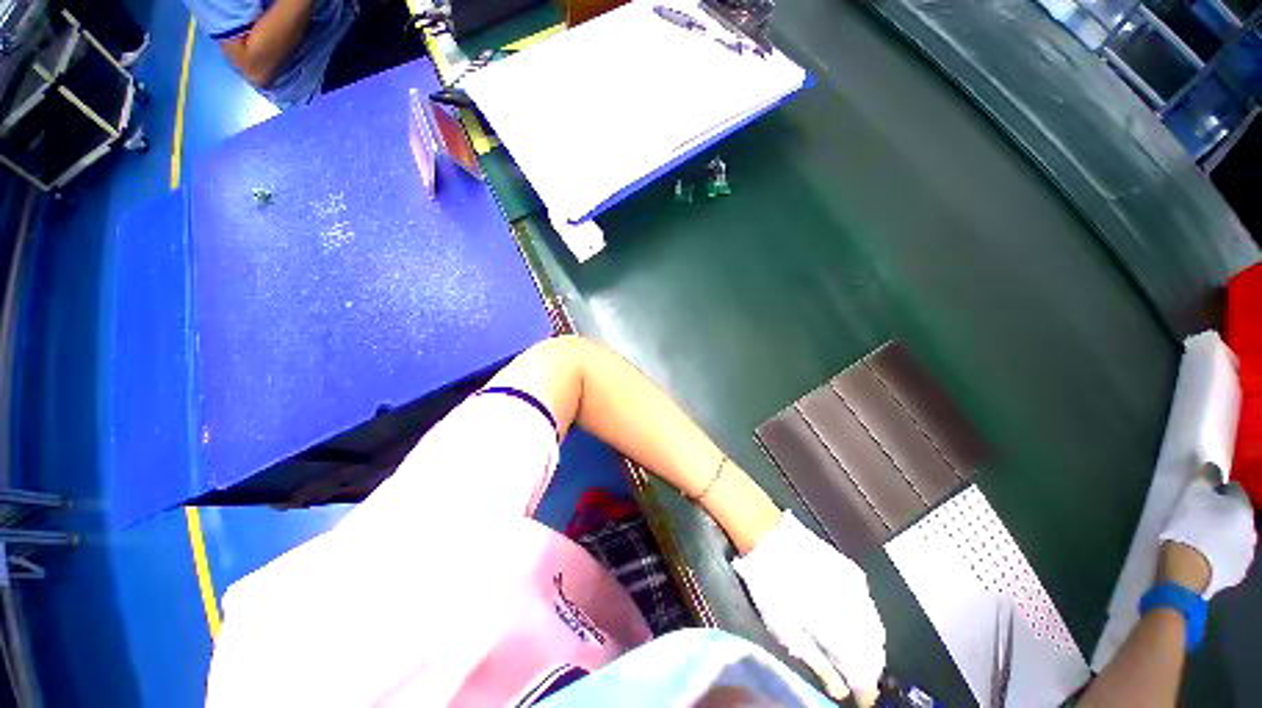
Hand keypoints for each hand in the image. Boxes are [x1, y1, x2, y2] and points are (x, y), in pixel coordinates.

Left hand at [732, 511, 885, 706]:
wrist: (769, 537)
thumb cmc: (772, 588)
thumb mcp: (787, 633)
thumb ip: (819, 665)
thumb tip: (840, 692)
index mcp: (845, 634)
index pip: (868, 675)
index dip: (865, 692)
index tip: (858, 700)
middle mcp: (861, 613)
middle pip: (875, 651)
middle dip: (867, 667)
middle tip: (852, 676)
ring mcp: (859, 588)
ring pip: (875, 628)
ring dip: (867, 644)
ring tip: (850, 651)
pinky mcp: (851, 570)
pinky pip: (867, 604)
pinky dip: (862, 618)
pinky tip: (846, 620)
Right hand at [1158, 475, 1256, 597]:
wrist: (1188, 570)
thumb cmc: (1191, 526)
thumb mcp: (1194, 494)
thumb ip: (1207, 478)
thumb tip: (1212, 470)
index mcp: (1243, 507)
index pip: (1234, 488)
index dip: (1217, 490)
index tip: (1201, 496)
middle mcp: (1252, 528)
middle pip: (1237, 516)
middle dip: (1223, 516)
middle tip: (1201, 518)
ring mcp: (1247, 554)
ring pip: (1236, 538)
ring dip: (1224, 536)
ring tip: (1203, 539)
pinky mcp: (1236, 573)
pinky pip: (1231, 558)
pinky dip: (1221, 555)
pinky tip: (1207, 557)